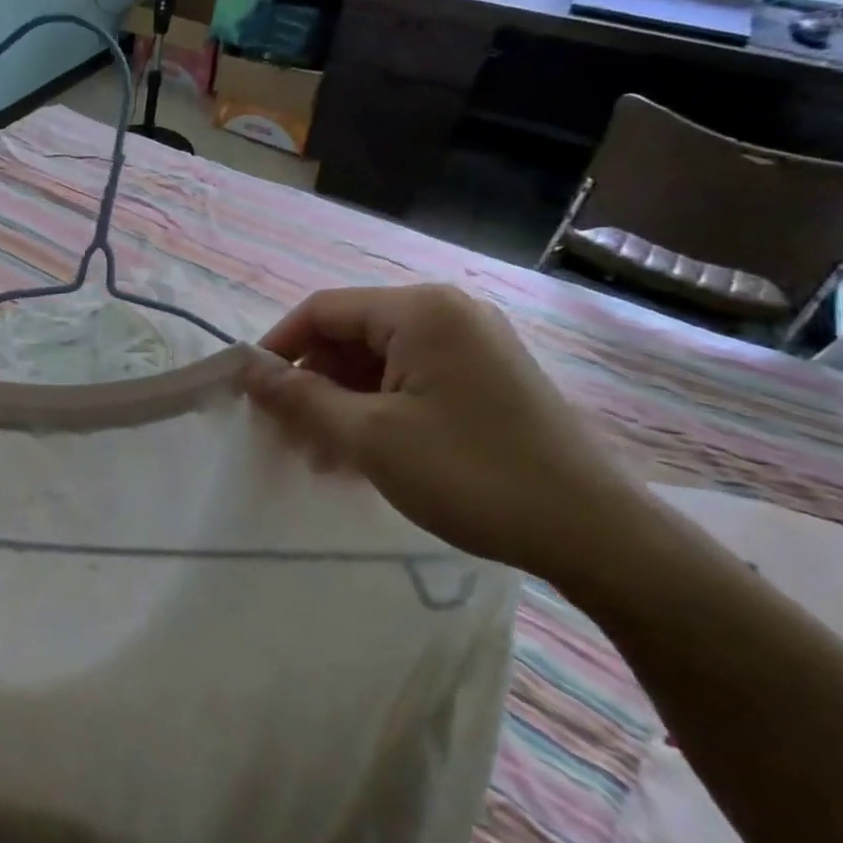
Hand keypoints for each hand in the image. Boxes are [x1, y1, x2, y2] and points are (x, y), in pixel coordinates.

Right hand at [247, 284, 649, 584]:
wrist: (593, 532)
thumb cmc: (470, 473)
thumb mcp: (369, 436)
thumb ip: (301, 397)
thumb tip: (248, 371)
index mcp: (420, 310)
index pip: (322, 310)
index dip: (278, 347)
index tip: (250, 394)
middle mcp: (447, 314)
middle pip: (349, 336)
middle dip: (311, 384)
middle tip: (286, 437)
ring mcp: (471, 345)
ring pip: (377, 363)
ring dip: (340, 404)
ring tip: (319, 457)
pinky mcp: (484, 378)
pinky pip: (409, 381)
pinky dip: (376, 411)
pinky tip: (360, 456)